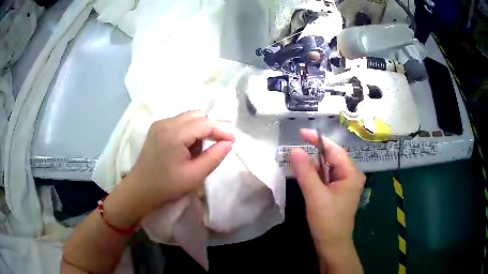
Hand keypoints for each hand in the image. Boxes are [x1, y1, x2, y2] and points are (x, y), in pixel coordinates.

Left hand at [105, 111, 234, 226]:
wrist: (140, 190)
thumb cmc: (167, 186)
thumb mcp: (195, 175)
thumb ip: (214, 157)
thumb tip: (228, 143)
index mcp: (174, 134)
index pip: (205, 123)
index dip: (222, 130)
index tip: (233, 141)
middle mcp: (166, 122)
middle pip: (197, 115)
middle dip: (211, 127)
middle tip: (218, 145)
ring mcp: (160, 123)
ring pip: (189, 117)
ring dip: (200, 129)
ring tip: (199, 150)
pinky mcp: (157, 128)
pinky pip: (180, 122)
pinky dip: (189, 130)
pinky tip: (187, 147)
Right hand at [289, 129, 365, 254]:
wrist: (332, 245)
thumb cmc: (327, 221)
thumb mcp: (315, 195)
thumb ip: (305, 171)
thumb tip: (294, 149)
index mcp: (351, 174)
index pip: (334, 150)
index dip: (318, 140)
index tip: (301, 133)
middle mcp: (350, 176)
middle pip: (331, 158)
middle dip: (314, 152)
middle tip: (296, 148)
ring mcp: (344, 185)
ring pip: (327, 168)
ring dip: (313, 164)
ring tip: (297, 161)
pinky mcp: (337, 193)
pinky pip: (326, 178)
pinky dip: (315, 175)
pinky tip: (305, 175)